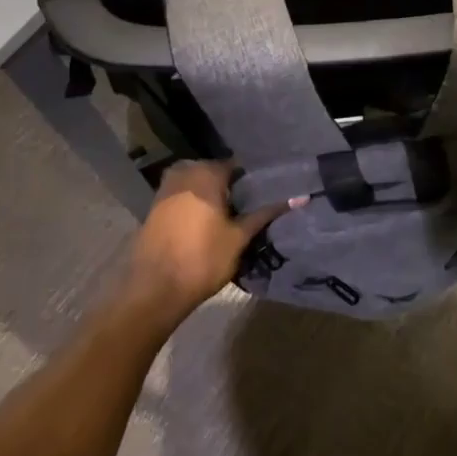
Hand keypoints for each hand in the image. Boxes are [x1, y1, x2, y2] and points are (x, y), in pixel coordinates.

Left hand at [125, 162, 295, 327]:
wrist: (154, 290)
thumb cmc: (202, 259)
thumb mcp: (240, 237)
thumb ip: (266, 213)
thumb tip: (302, 197)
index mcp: (206, 173)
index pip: (237, 165)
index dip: (253, 178)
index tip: (267, 191)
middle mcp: (184, 173)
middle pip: (215, 172)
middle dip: (232, 186)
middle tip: (251, 205)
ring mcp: (166, 189)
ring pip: (197, 184)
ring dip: (213, 195)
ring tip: (233, 215)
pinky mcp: (155, 207)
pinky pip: (183, 196)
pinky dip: (196, 204)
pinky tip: (208, 222)